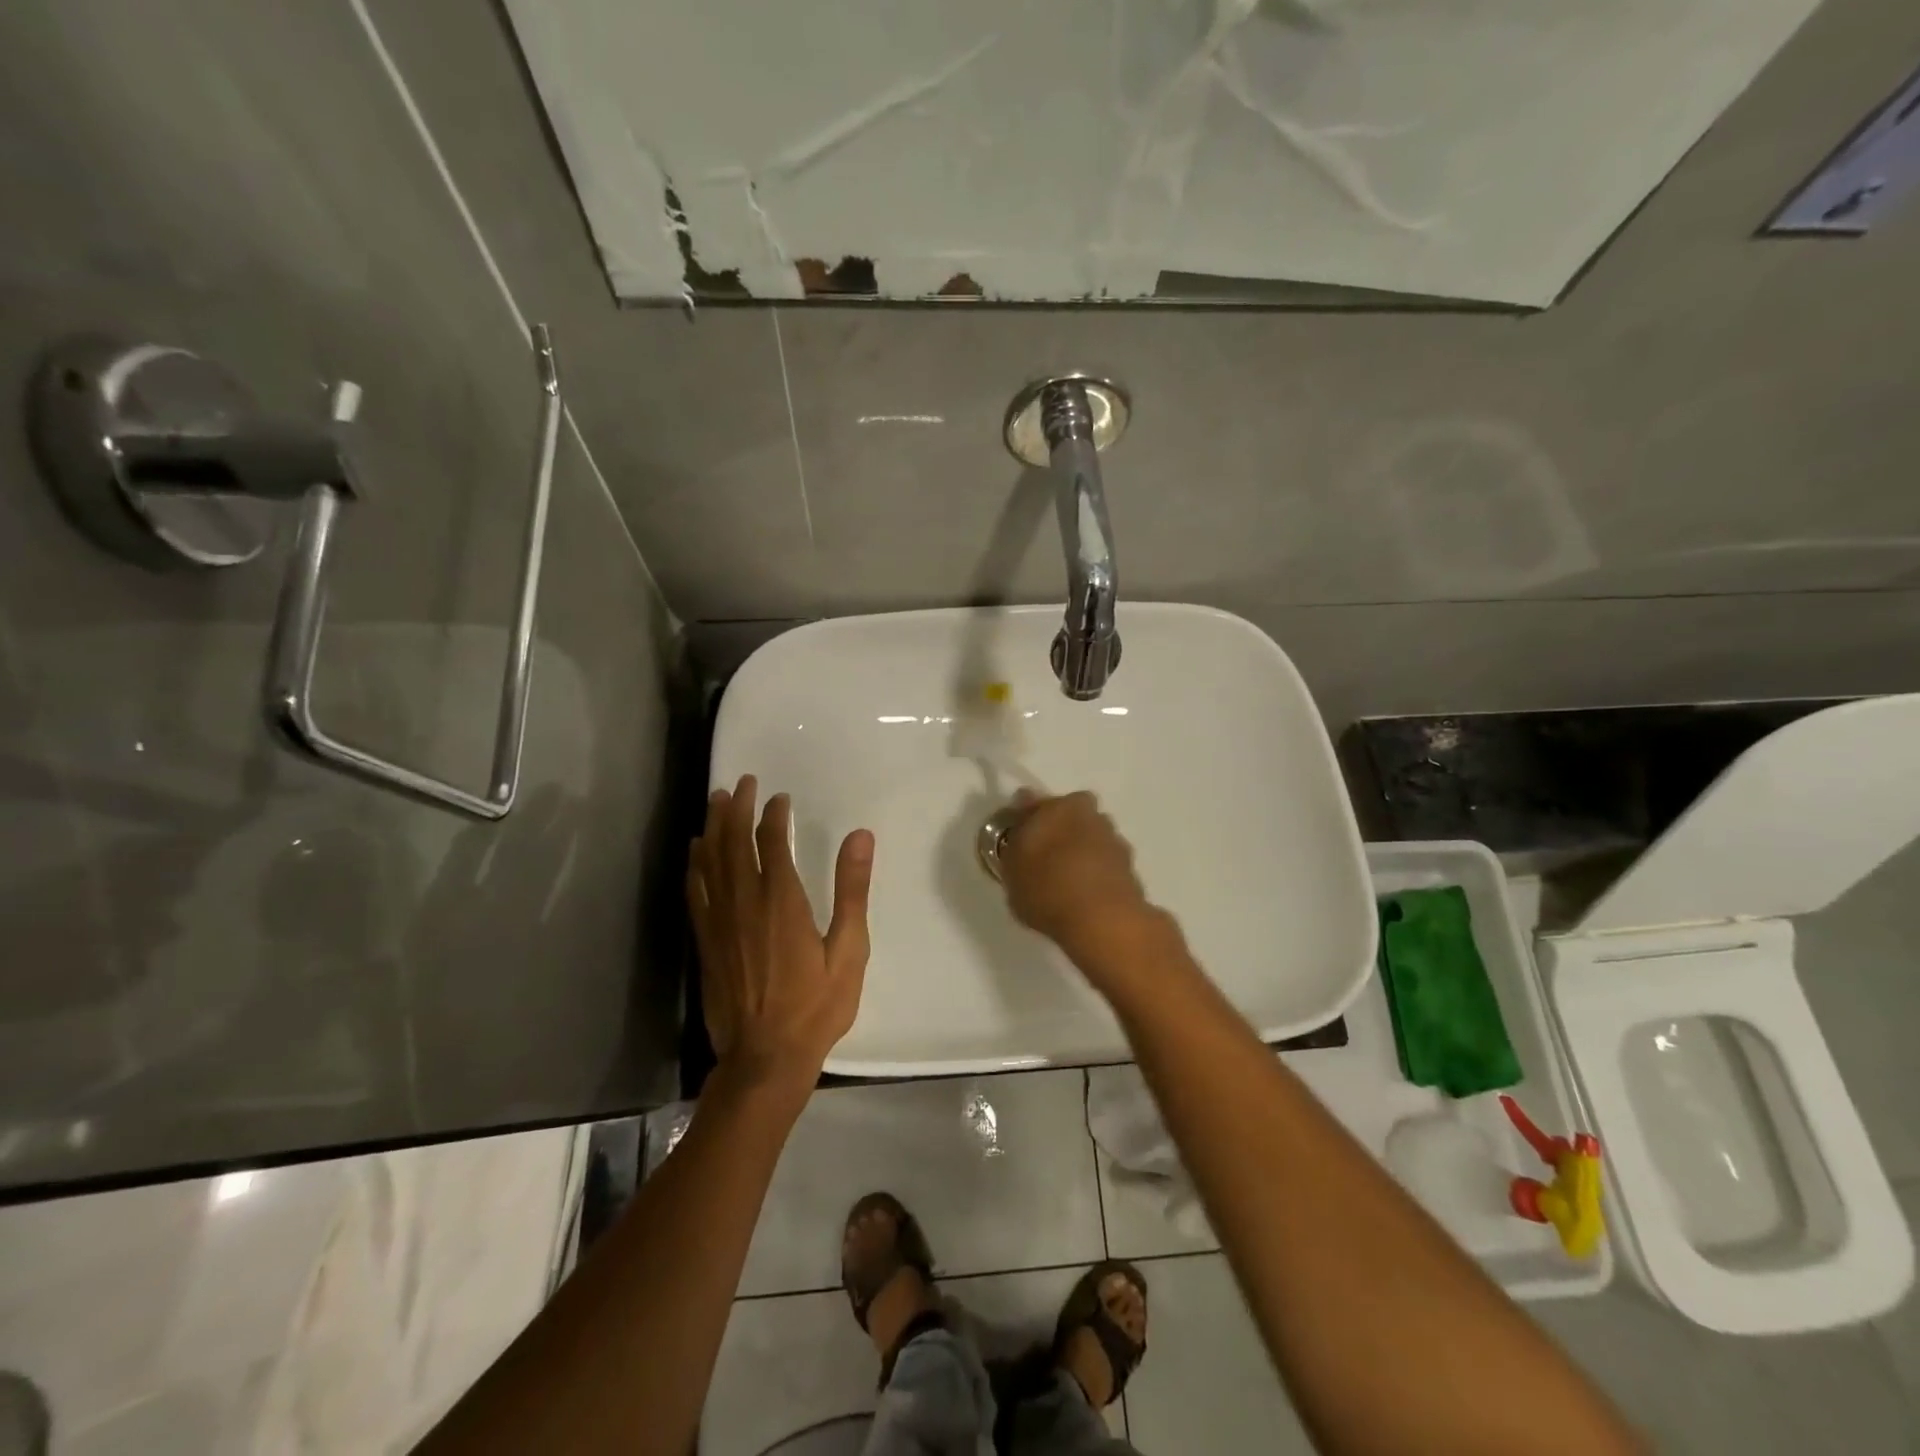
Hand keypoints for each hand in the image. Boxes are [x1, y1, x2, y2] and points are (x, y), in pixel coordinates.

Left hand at [687, 775, 873, 1091]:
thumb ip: (851, 890)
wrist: (765, 1058)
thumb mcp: (849, 949)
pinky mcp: (706, 941)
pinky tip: (696, 852)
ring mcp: (719, 922)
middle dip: (737, 808)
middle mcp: (744, 902)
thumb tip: (860, 836)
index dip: (773, 814)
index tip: (779, 797)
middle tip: (741, 782)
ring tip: (716, 801)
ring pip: (710, 862)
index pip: (771, 841)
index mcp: (781, 901)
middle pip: (734, 842)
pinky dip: (695, 865)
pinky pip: (696, 891)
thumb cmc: (816, 1006)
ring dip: (713, 827)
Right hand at [999, 791, 1162, 973]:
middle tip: (1044, 858)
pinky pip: (1105, 863)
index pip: (1034, 802)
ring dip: (1081, 851)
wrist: (1103, 921)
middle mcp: (1090, 814)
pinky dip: (1096, 872)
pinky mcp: (1131, 867)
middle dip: (1059, 830)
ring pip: (1091, 837)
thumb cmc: (1047, 888)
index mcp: (1059, 806)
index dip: (1026, 820)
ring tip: (1066, 882)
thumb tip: (1022, 829)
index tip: (1018, 840)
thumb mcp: (1011, 869)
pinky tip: (1084, 895)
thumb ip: (1015, 844)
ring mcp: (1114, 839)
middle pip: (1069, 815)